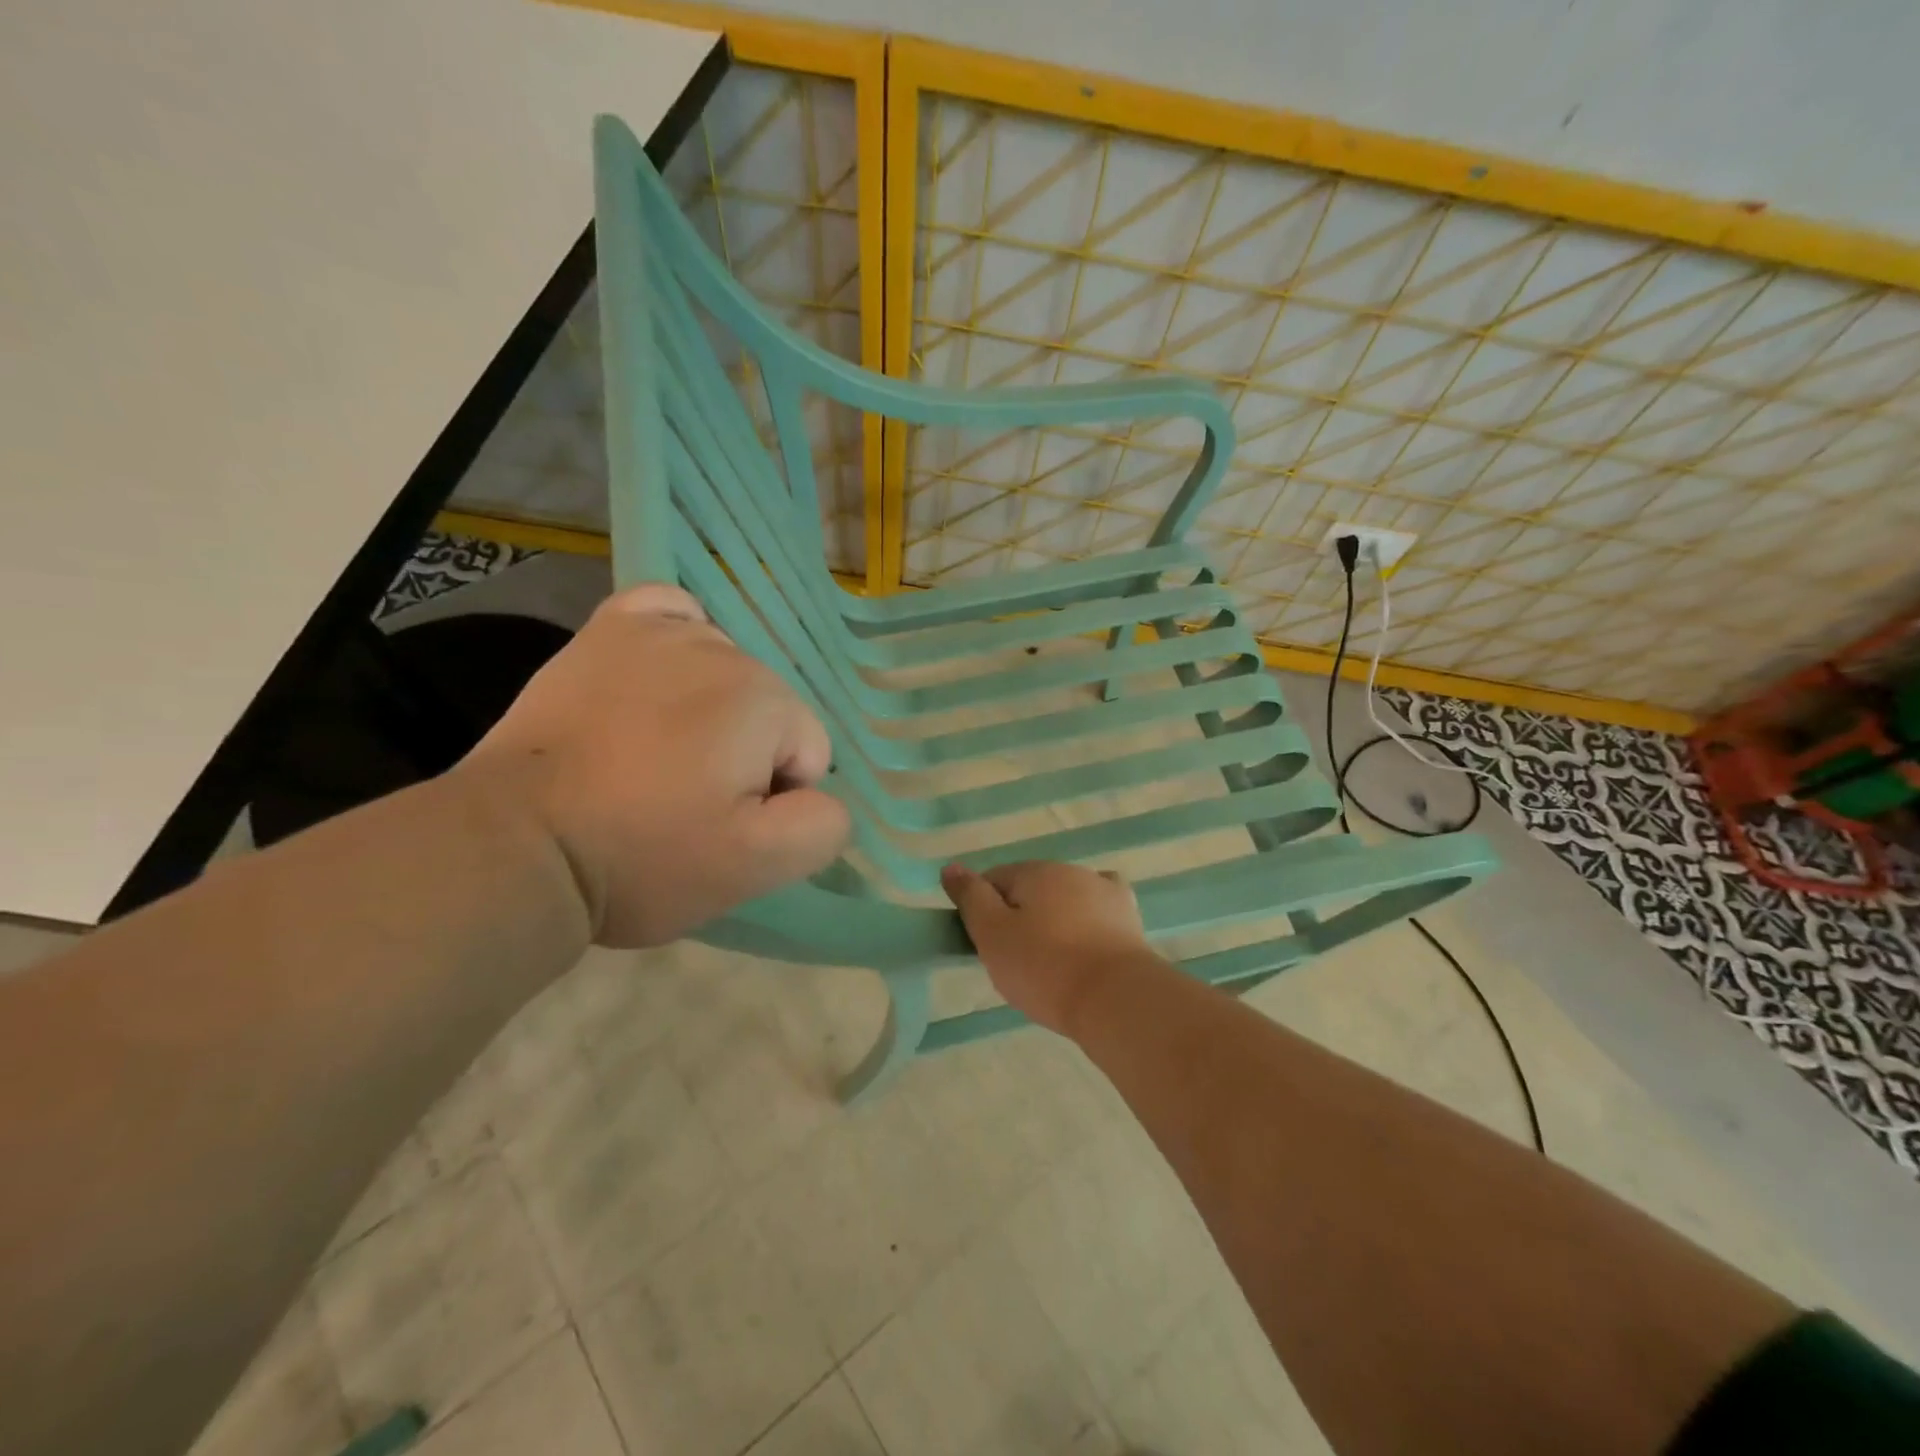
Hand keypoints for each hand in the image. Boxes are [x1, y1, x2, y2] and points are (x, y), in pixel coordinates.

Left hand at [460, 584, 849, 946]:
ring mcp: (659, 631)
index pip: (808, 752)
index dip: (774, 799)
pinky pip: (671, 613)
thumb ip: (821, 827)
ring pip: (726, 674)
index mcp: (765, 700)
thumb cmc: (642, 856)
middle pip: (769, 711)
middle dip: (744, 756)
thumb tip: (822, 795)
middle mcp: (722, 649)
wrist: (517, 844)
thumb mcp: (754, 867)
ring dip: (711, 712)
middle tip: (682, 801)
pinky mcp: (607, 630)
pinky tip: (661, 675)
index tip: (717, 826)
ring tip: (654, 757)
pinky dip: (680, 638)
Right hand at [941, 860, 1155, 1033]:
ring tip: (1053, 964)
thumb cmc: (1044, 968)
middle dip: (1019, 916)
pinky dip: (1088, 920)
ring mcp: (1104, 891)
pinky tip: (1088, 942)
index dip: (983, 911)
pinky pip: (1099, 909)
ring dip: (1054, 920)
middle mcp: (1069, 870)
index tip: (986, 946)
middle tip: (1016, 961)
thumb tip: (951, 867)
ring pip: (1064, 898)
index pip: (993, 880)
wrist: (1115, 998)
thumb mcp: (992, 934)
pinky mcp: (1128, 916)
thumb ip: (971, 897)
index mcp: (1034, 871)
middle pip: (1030, 889)